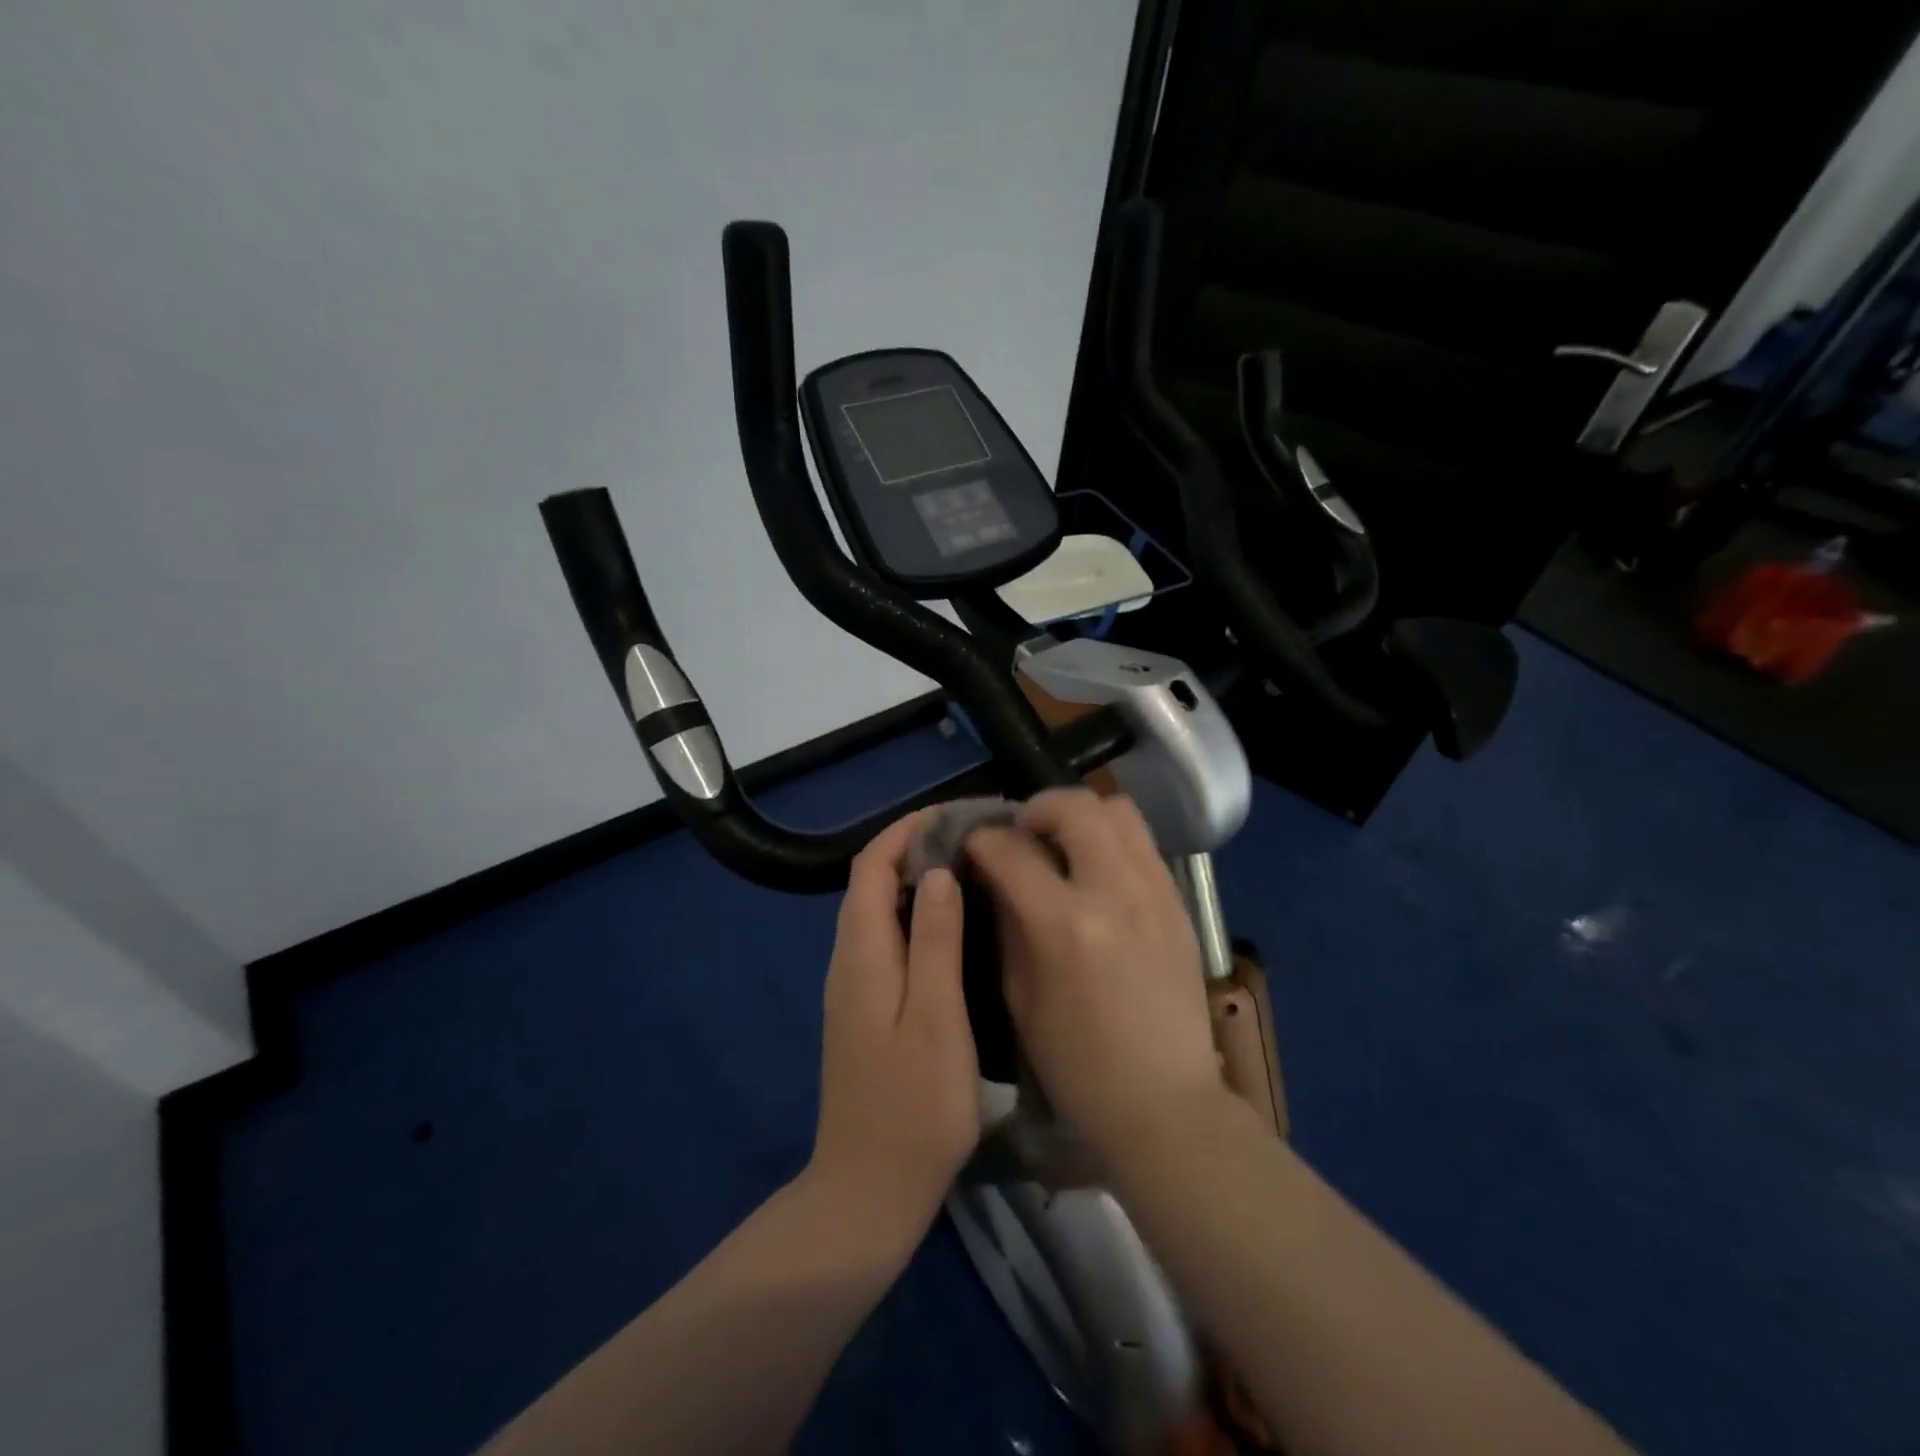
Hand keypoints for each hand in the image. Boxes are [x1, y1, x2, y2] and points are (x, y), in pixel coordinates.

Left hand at [808, 809, 979, 1250]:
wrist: (869, 1190)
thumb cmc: (914, 1105)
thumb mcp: (936, 1017)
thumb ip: (934, 940)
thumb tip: (937, 871)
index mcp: (862, 954)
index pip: (871, 866)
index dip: (907, 831)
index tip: (954, 813)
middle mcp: (849, 961)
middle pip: (870, 883)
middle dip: (914, 848)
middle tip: (973, 840)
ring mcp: (853, 988)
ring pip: (877, 911)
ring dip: (915, 880)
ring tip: (970, 871)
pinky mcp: (865, 1010)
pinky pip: (885, 940)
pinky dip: (914, 915)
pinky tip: (953, 928)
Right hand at [966, 789, 1222, 1165]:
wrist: (1166, 1101)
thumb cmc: (1078, 1064)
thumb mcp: (1020, 998)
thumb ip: (1006, 923)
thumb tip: (993, 874)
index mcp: (1065, 926)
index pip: (1013, 851)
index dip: (983, 839)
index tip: (972, 843)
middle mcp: (1115, 893)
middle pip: (1074, 806)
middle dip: (1035, 808)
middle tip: (1020, 833)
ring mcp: (1155, 891)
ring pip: (1118, 810)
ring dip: (1079, 815)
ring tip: (1061, 842)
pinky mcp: (1179, 901)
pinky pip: (1142, 841)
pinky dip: (1111, 837)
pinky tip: (1096, 869)